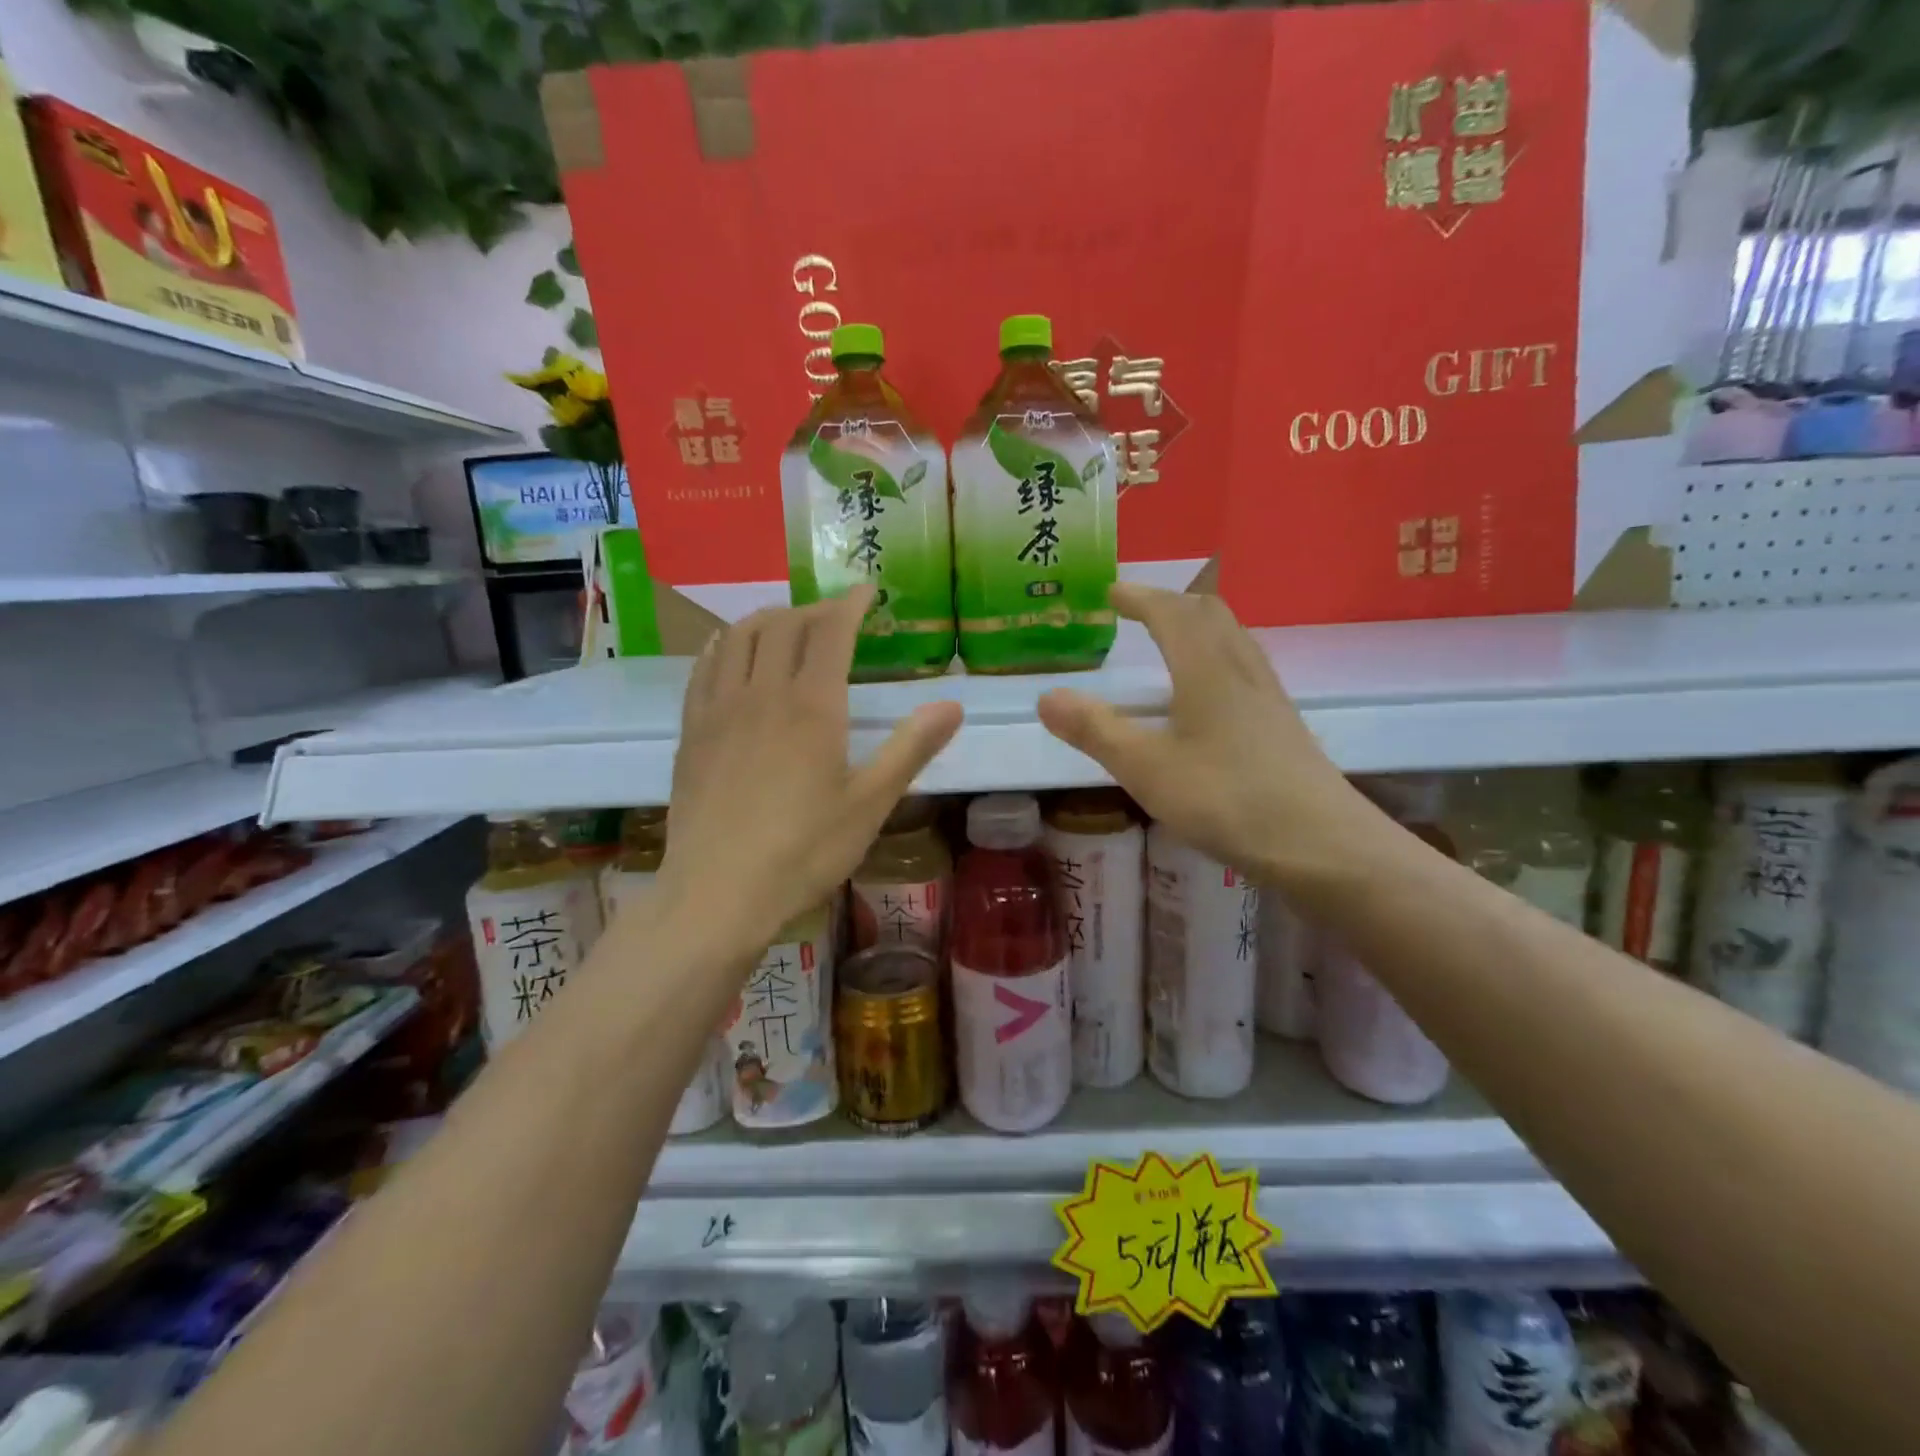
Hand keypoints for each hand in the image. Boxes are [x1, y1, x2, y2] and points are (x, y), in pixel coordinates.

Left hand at [659, 588, 962, 959]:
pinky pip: (705, 667)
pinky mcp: (692, 731)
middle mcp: (762, 693)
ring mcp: (720, 709)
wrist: (717, 892)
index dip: (851, 604)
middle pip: (785, 625)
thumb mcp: (870, 804)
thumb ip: (911, 748)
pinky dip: (725, 645)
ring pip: (740, 637)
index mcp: (812, 706)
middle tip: (836, 615)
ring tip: (788, 622)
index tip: (868, 589)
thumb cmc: (804, 851)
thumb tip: (953, 703)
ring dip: (769, 618)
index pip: (832, 632)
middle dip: (814, 609)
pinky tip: (731, 652)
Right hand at [1036, 585, 1376, 888]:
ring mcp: (1269, 696)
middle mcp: (1242, 670)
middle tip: (1139, 608)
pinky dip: (1217, 656)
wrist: (1320, 844)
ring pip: (1233, 638)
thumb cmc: (1226, 799)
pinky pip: (1245, 666)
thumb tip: (1046, 696)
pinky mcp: (1282, 724)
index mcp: (1206, 668)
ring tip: (1172, 639)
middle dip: (1171, 603)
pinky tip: (1211, 693)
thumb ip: (1095, 730)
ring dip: (1199, 625)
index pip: (1171, 613)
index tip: (1111, 591)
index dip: (1140, 597)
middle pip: (1210, 614)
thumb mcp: (1146, 768)